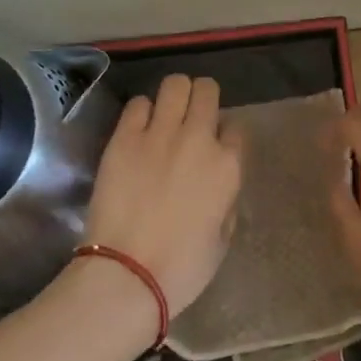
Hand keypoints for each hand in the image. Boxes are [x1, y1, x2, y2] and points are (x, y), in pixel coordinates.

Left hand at [84, 74, 242, 312]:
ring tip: (166, 115)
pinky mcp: (124, 139)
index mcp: (228, 165)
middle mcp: (198, 139)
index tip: (214, 147)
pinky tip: (138, 130)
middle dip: (202, 98)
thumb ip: (226, 198)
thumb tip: (218, 182)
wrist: (126, 275)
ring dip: (174, 96)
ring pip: (175, 84)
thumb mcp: (223, 236)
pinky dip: (142, 112)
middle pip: (207, 90)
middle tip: (191, 118)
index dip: (225, 134)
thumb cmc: (182, 268)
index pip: (235, 126)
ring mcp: (159, 134)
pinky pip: (138, 104)